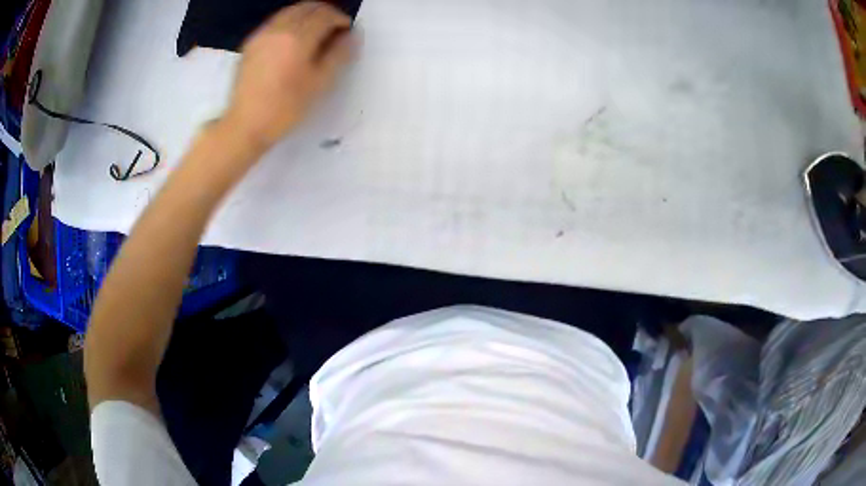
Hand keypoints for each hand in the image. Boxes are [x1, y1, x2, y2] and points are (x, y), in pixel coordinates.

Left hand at [224, 2, 354, 150]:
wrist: (245, 125)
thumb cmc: (285, 108)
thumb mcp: (319, 83)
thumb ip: (339, 54)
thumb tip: (352, 35)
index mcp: (298, 38)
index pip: (325, 15)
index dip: (341, 20)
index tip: (347, 32)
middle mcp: (279, 29)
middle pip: (307, 7)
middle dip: (325, 13)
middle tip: (334, 30)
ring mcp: (262, 34)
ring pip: (291, 11)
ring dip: (308, 16)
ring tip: (315, 34)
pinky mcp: (251, 42)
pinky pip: (276, 21)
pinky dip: (290, 22)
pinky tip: (293, 40)